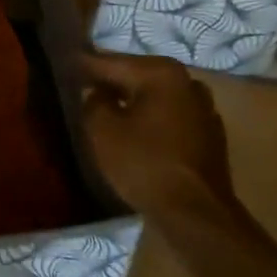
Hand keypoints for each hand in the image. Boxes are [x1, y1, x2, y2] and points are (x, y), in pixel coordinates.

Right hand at [82, 51, 234, 213]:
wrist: (196, 214)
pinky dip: (152, 119)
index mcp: (161, 73)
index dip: (86, 65)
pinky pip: (171, 117)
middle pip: (138, 76)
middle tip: (84, 84)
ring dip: (134, 101)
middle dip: (112, 81)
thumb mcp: (102, 130)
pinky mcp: (210, 134)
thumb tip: (99, 93)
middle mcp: (187, 82)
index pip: (112, 62)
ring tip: (108, 107)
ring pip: (156, 97)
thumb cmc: (144, 164)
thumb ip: (94, 101)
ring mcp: (204, 108)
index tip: (66, 62)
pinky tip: (138, 131)